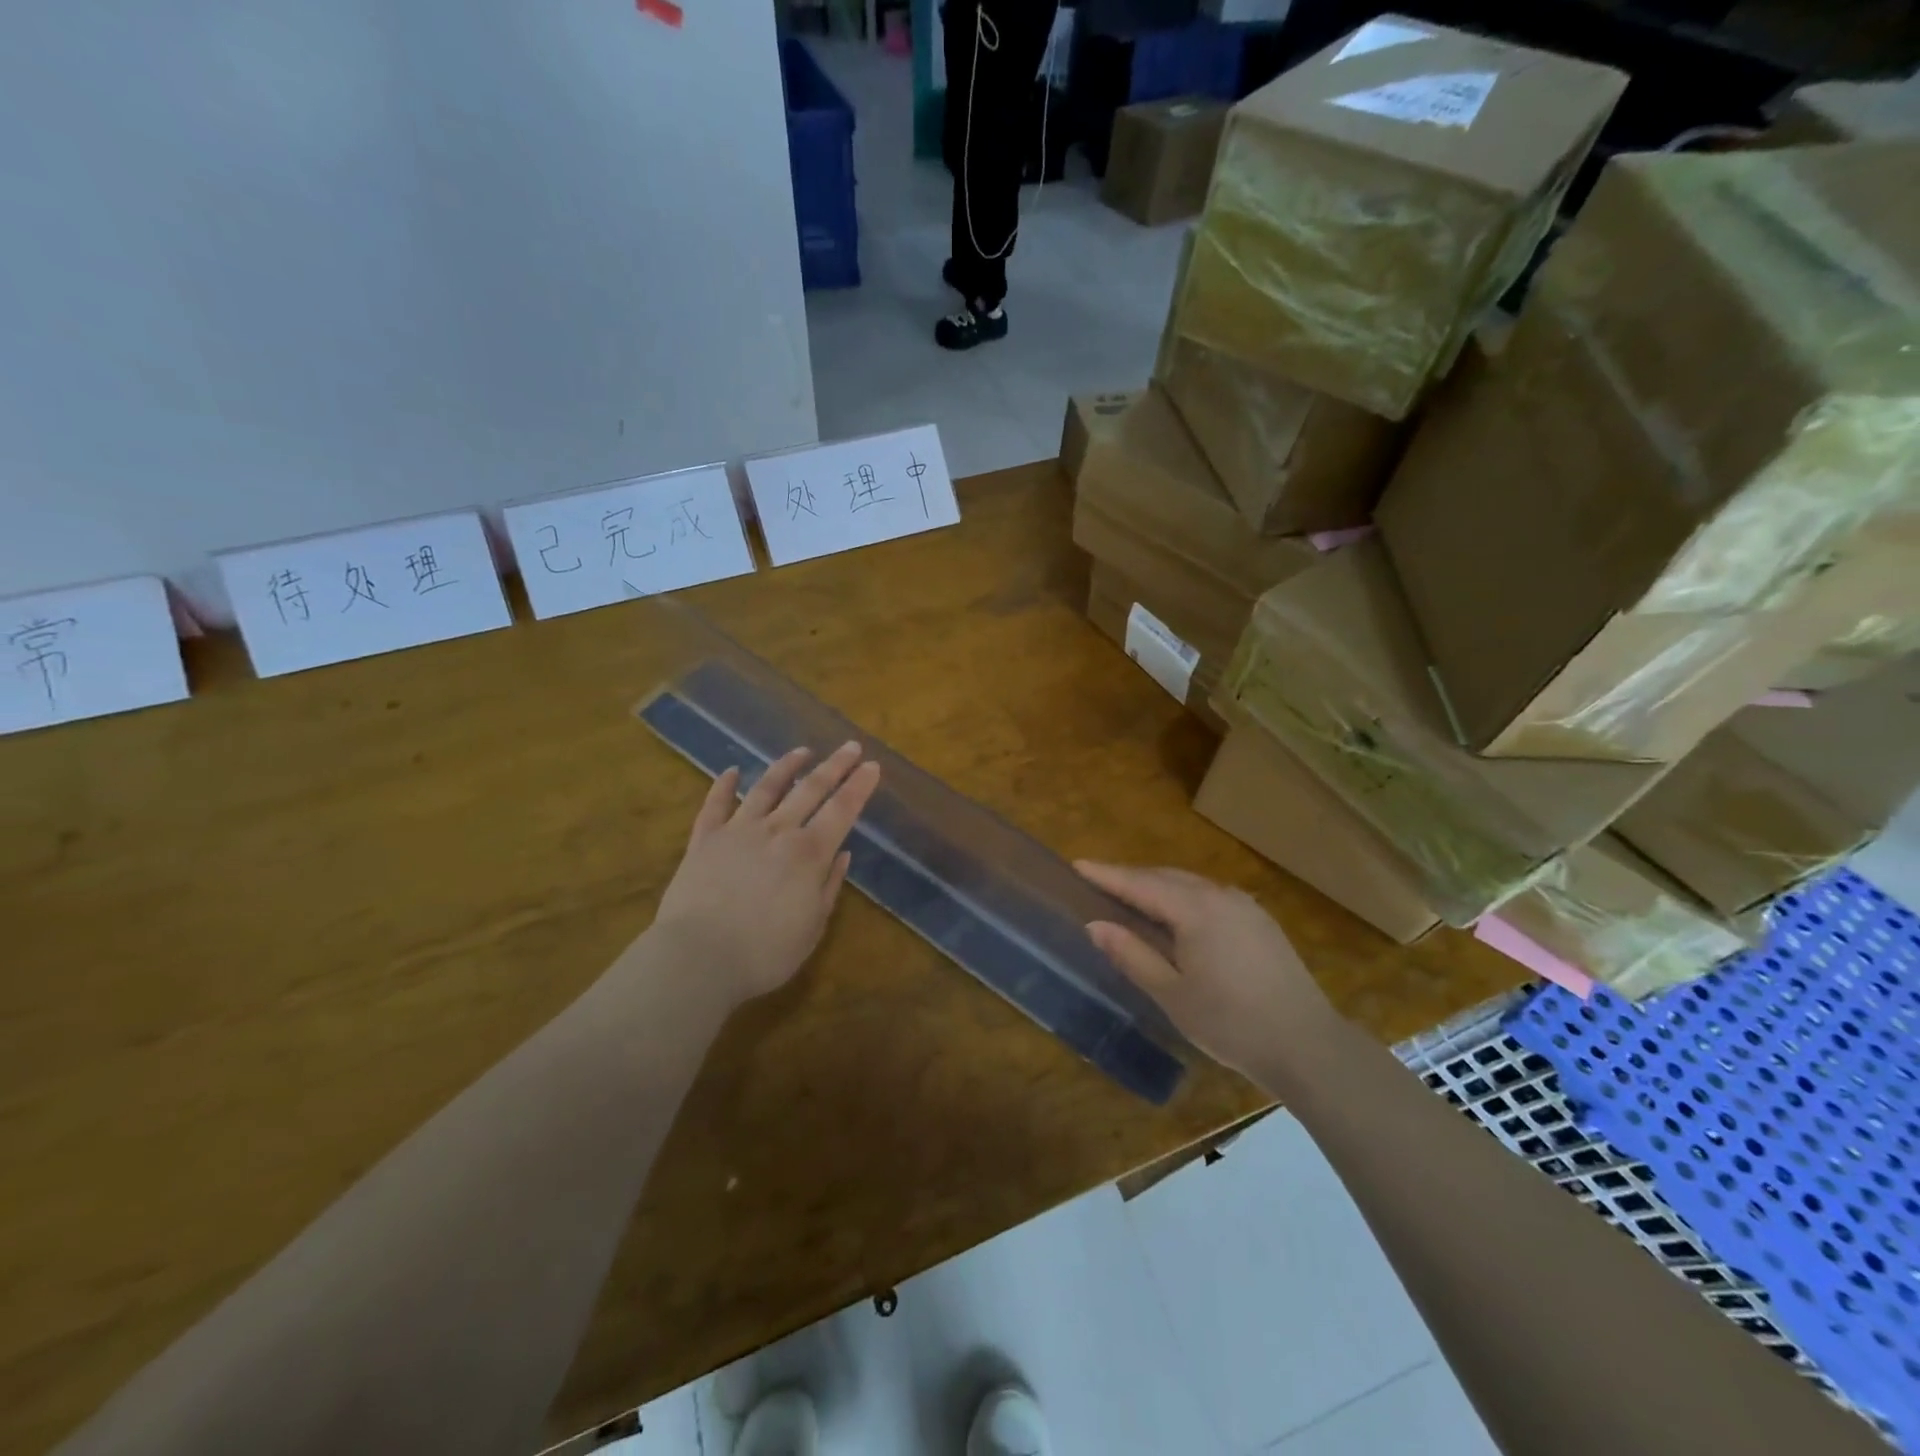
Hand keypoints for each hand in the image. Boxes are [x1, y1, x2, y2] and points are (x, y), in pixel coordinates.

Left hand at [651, 742, 881, 1004]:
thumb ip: (829, 886)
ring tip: (802, 751)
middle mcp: (777, 831)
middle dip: (834, 766)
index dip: (859, 786)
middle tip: (850, 746)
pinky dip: (724, 785)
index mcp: (809, 854)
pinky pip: (715, 805)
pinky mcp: (704, 839)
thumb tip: (843, 854)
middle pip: (810, 790)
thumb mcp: (812, 927)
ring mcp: (738, 831)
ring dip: (787, 766)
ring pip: (766, 788)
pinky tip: (732, 771)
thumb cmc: (765, 953)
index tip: (872, 765)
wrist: (698, 958)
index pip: (842, 810)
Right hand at [1076, 862, 1335, 1084]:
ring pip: (1191, 884)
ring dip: (1158, 886)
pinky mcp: (1261, 921)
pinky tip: (1177, 916)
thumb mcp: (1172, 994)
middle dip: (1130, 877)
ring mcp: (1245, 906)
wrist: (1307, 1046)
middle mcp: (1220, 895)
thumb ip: (1132, 954)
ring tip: (1131, 898)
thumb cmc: (1230, 1023)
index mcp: (1195, 909)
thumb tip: (1096, 925)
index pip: (1140, 884)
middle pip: (1165, 877)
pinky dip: (1184, 898)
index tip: (1077, 865)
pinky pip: (1211, 896)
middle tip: (1098, 882)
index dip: (1107, 875)